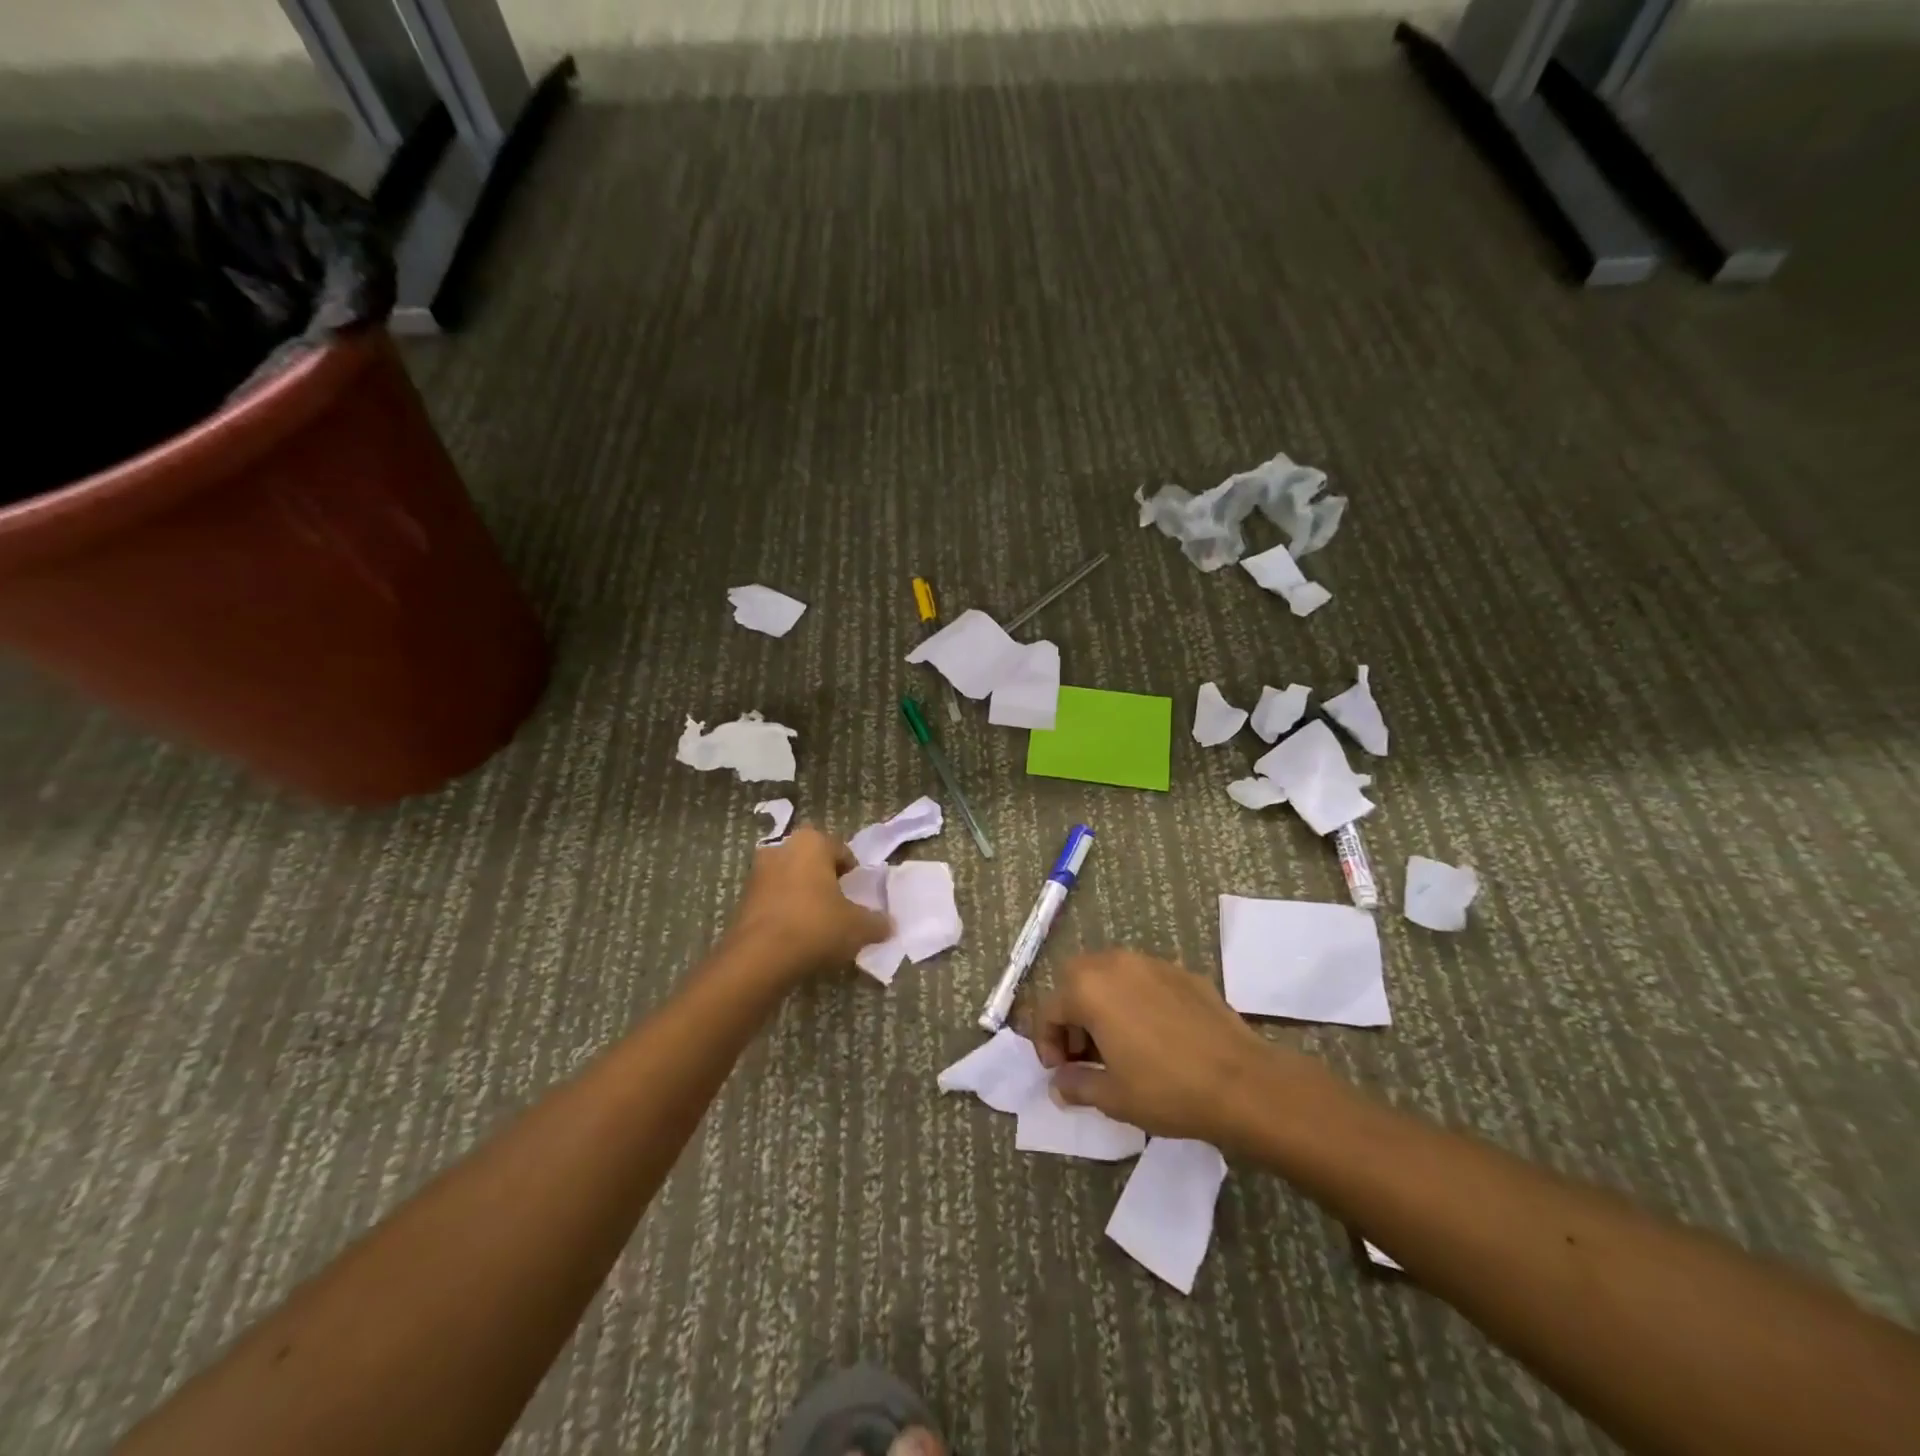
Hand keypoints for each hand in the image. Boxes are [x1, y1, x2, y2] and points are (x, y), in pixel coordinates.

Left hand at [722, 827, 890, 981]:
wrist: (760, 958)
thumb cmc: (816, 926)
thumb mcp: (859, 927)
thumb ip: (877, 922)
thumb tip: (888, 925)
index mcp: (812, 843)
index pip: (841, 851)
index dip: (853, 874)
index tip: (859, 896)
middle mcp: (781, 848)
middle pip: (812, 863)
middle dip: (825, 881)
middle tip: (840, 907)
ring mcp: (757, 873)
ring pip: (790, 880)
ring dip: (803, 896)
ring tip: (818, 925)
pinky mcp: (742, 899)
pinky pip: (773, 900)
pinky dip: (785, 912)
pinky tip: (796, 936)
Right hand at [1031, 949, 1330, 1146]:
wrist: (1241, 1082)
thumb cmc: (1166, 1089)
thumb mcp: (1112, 1096)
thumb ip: (1076, 1085)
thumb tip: (1059, 1084)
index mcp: (1089, 988)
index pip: (1049, 1009)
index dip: (1046, 1043)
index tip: (1060, 1072)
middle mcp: (1115, 963)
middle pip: (1076, 979)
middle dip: (1072, 1013)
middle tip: (1084, 1053)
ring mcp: (1152, 963)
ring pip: (1111, 974)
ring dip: (1102, 1002)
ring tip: (1117, 1043)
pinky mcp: (1183, 973)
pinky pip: (1144, 980)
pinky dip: (1135, 1000)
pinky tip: (1154, 1036)